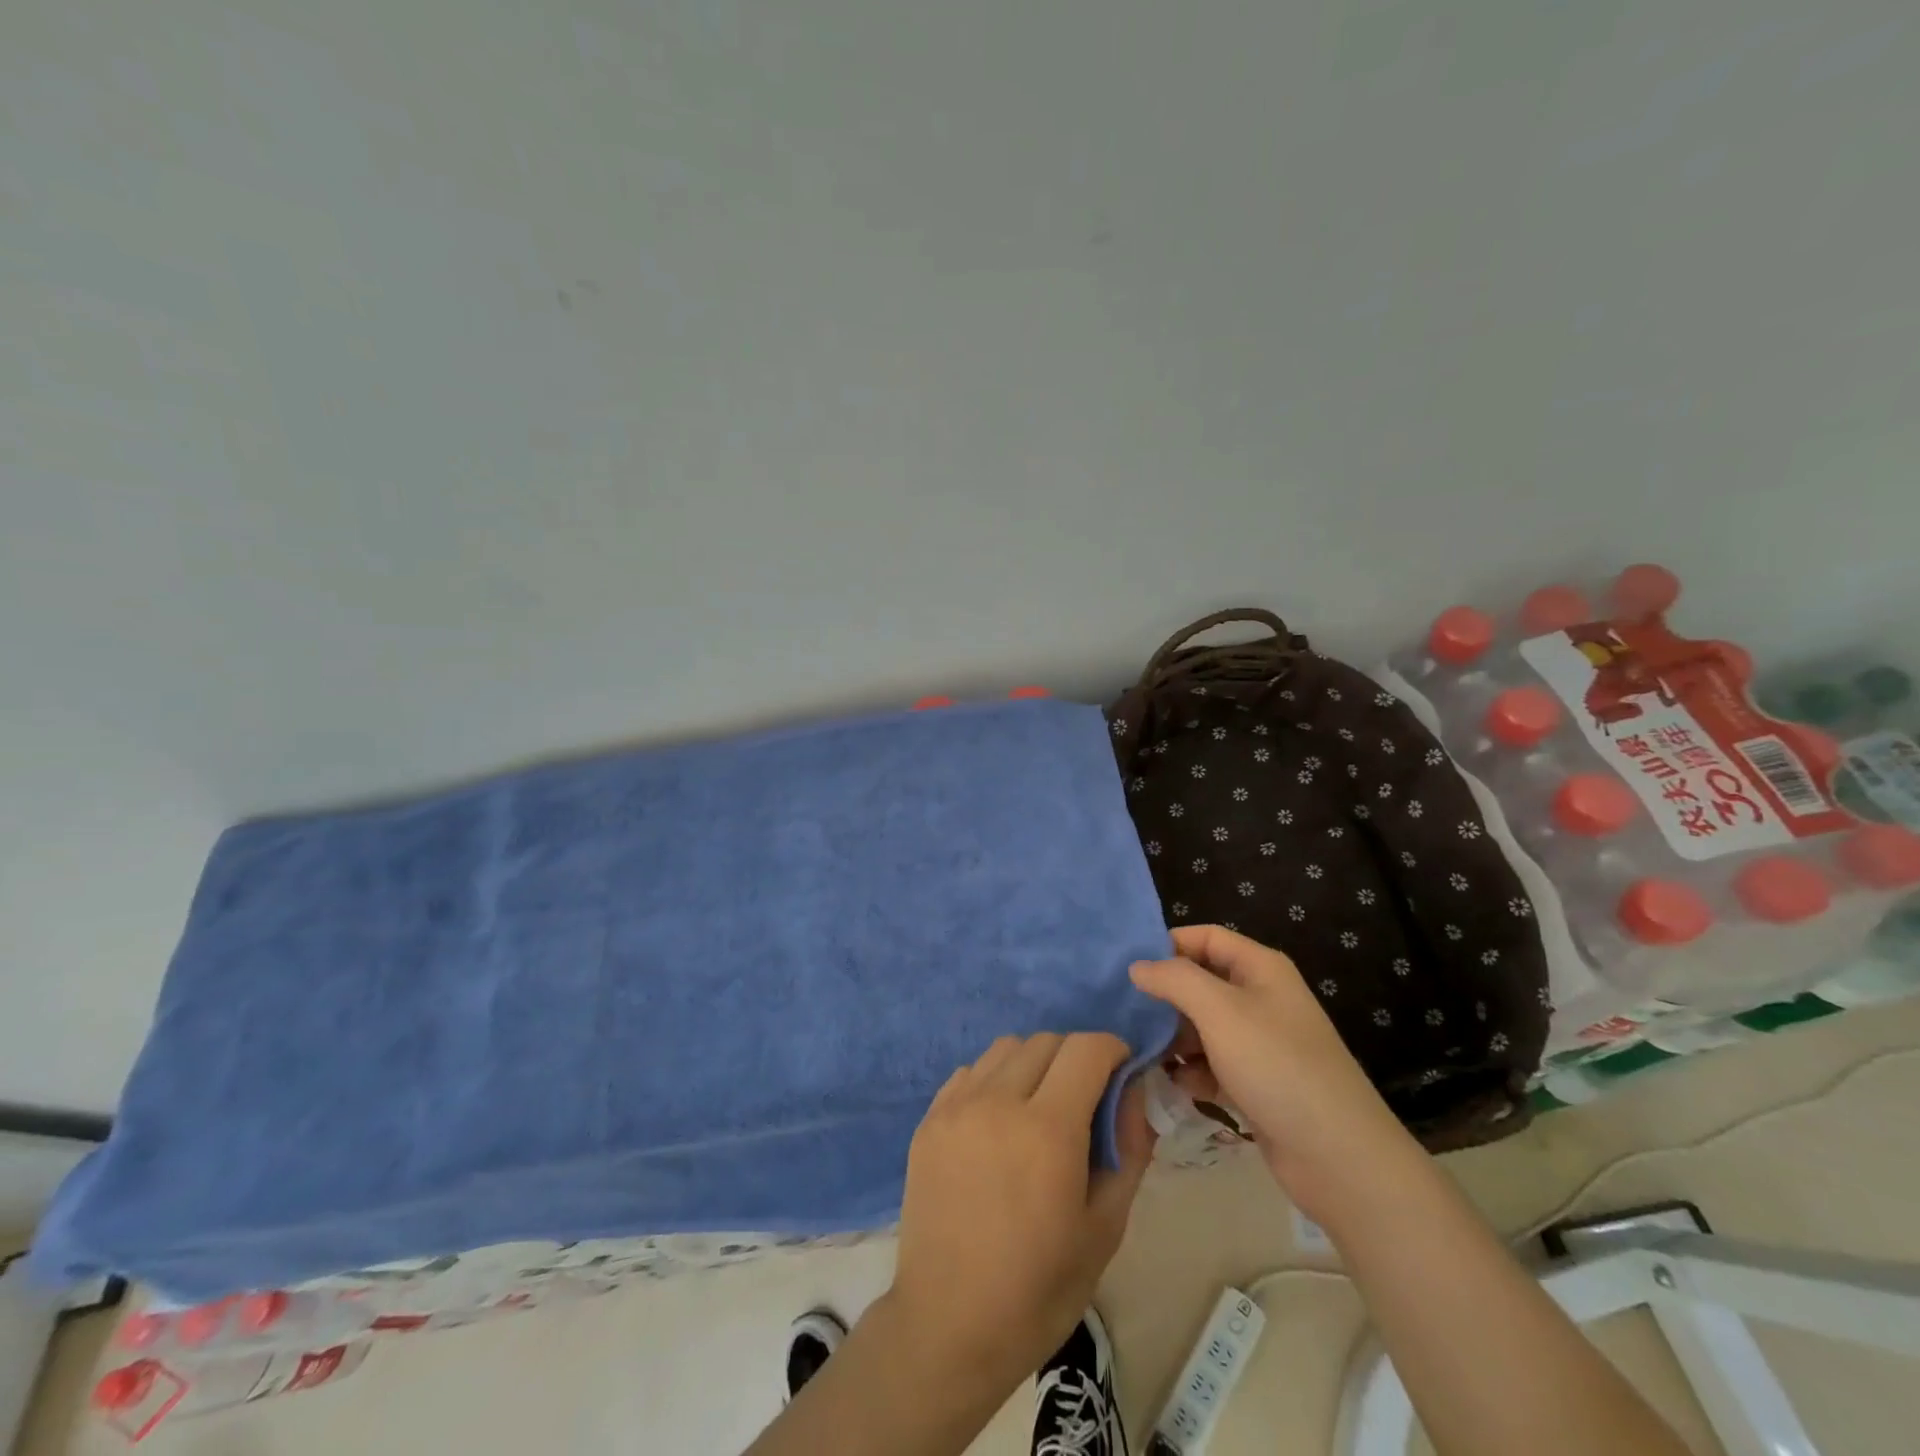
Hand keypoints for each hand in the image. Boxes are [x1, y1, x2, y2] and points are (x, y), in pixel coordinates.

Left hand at [883, 1033, 1154, 1389]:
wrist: (949, 1326)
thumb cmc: (1038, 1289)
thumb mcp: (1105, 1228)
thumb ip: (1129, 1149)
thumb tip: (1134, 1091)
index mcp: (1048, 1129)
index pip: (1087, 1048)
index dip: (1113, 1050)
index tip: (1122, 1072)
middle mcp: (998, 1101)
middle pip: (1047, 1041)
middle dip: (1076, 1057)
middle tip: (1085, 1097)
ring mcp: (957, 1106)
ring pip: (1006, 1048)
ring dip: (1034, 1063)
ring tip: (1039, 1107)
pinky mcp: (929, 1119)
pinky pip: (971, 1072)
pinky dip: (994, 1080)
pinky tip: (998, 1124)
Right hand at [1130, 925, 1417, 1219]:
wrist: (1338, 1157)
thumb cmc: (1276, 1065)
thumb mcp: (1219, 1010)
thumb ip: (1174, 979)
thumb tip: (1137, 966)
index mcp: (1260, 968)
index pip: (1206, 937)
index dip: (1168, 944)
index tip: (1128, 966)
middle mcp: (1261, 998)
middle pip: (1201, 981)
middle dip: (1166, 996)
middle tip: (1126, 1011)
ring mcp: (1260, 1042)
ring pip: (1203, 1025)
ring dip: (1174, 1037)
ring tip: (1143, 1051)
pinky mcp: (1256, 1082)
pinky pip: (1213, 1063)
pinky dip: (1193, 1071)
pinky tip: (1177, 1085)